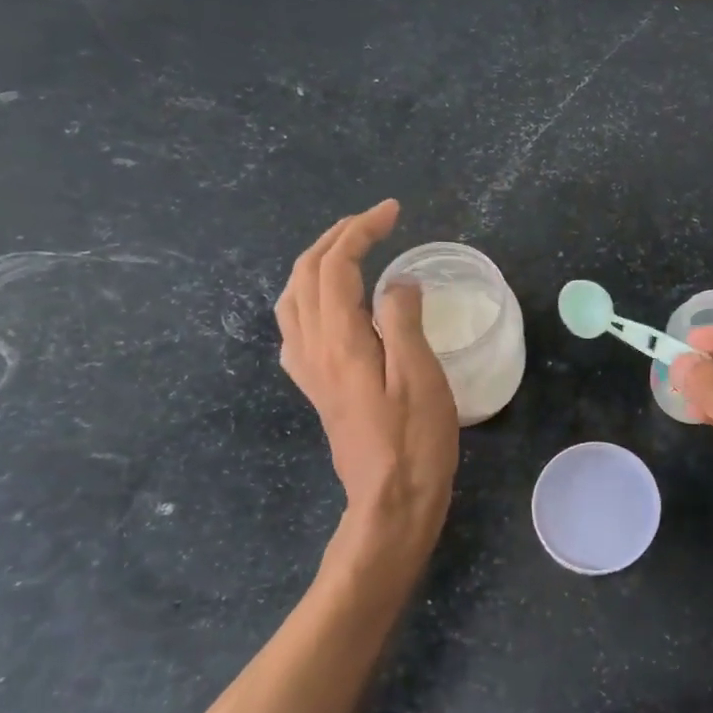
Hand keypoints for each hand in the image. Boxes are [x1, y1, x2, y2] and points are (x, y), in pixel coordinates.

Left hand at [276, 201, 458, 575]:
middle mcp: (312, 348)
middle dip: (337, 237)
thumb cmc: (414, 441)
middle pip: (306, 274)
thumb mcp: (420, 376)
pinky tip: (331, 303)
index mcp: (339, 341)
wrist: (390, 501)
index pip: (336, 266)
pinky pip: (296, 325)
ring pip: (293, 297)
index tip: (393, 212)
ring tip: (351, 249)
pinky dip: (309, 295)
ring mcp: (308, 369)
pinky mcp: (315, 386)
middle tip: (375, 222)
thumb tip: (396, 282)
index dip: (361, 230)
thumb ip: (402, 320)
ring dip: (317, 262)